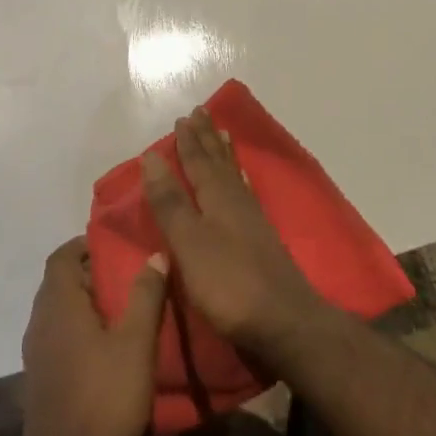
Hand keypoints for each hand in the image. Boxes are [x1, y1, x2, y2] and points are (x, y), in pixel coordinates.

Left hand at [18, 238, 168, 435]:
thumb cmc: (104, 399)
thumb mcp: (136, 343)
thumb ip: (145, 295)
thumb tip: (155, 253)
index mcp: (59, 305)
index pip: (61, 256)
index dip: (86, 244)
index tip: (118, 244)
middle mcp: (40, 321)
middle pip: (60, 280)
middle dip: (92, 270)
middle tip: (130, 272)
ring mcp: (37, 351)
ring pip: (60, 308)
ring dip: (87, 299)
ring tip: (126, 305)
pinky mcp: (42, 376)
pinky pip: (59, 333)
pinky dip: (81, 325)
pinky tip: (110, 344)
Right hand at [140, 108, 323, 352]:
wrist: (284, 322)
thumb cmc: (229, 284)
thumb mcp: (189, 243)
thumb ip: (170, 202)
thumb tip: (151, 157)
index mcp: (217, 198)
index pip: (198, 162)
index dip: (188, 142)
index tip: (183, 117)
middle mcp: (237, 201)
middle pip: (219, 163)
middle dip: (207, 140)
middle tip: (201, 114)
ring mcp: (253, 220)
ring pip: (235, 175)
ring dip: (225, 154)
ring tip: (223, 134)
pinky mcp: (262, 240)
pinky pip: (246, 193)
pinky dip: (240, 179)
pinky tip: (242, 182)